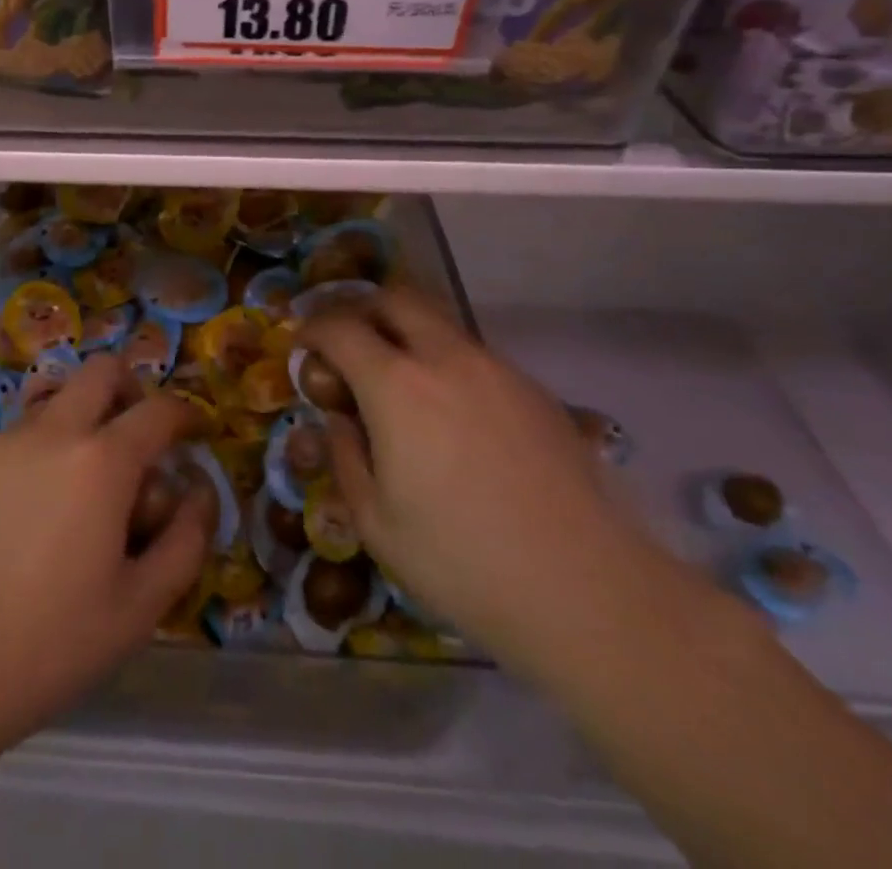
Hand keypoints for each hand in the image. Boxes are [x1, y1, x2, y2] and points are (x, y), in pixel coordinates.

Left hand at [0, 353, 211, 758]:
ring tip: (76, 492)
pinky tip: (24, 517)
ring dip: (81, 424)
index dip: (186, 415)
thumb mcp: (140, 608)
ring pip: (55, 402)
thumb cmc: (47, 646)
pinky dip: (37, 455)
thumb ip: (186, 541)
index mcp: (101, 461)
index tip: (195, 433)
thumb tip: (200, 491)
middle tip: (136, 440)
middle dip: (130, 390)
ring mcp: (0, 441)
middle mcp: (52, 431)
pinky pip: (15, 438)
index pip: (159, 411)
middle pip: (102, 370)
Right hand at [304, 289, 659, 669]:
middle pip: (395, 299)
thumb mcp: (375, 523)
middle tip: (350, 347)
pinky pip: (476, 356)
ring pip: (440, 323)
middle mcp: (446, 359)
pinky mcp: (535, 391)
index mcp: (396, 386)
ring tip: (402, 385)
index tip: (304, 346)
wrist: (587, 591)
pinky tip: (456, 417)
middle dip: (362, 310)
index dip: (313, 329)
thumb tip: (342, 419)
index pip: (340, 328)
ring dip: (408, 335)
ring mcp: (497, 370)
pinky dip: (448, 364)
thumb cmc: (462, 563)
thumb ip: (347, 456)